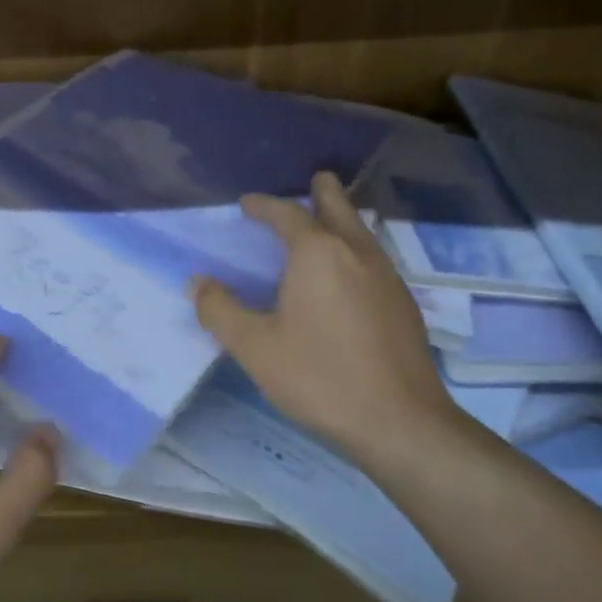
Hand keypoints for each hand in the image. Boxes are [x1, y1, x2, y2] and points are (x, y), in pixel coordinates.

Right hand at [192, 171, 456, 461]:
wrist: (400, 423)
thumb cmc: (319, 377)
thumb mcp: (253, 346)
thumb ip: (219, 309)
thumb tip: (197, 282)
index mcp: (318, 254)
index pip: (287, 214)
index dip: (265, 205)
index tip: (247, 204)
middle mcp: (356, 254)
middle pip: (339, 209)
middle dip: (323, 192)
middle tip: (316, 179)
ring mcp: (387, 278)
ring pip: (361, 234)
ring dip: (342, 220)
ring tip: (328, 220)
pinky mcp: (404, 306)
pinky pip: (373, 259)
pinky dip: (355, 249)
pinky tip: (348, 274)